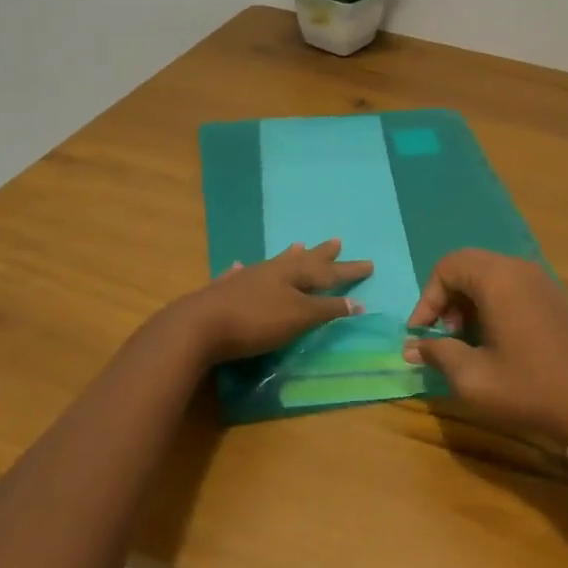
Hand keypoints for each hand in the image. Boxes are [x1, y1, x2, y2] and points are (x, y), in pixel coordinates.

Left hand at [176, 240, 373, 362]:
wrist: (198, 327)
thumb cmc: (256, 322)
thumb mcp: (298, 317)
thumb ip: (327, 309)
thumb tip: (357, 302)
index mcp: (292, 275)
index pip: (328, 272)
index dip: (348, 270)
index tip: (369, 264)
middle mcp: (271, 271)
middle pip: (302, 260)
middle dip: (322, 255)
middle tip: (337, 241)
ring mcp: (245, 279)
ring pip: (273, 263)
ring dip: (288, 256)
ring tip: (297, 244)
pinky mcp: (223, 292)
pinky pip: (239, 274)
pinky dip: (244, 270)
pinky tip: (238, 265)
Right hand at [404, 250, 567, 447]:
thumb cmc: (530, 389)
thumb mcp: (473, 378)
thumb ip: (438, 354)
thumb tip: (413, 346)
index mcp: (499, 279)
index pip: (448, 266)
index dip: (427, 298)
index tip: (420, 333)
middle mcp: (521, 269)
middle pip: (469, 267)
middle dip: (447, 299)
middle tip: (443, 336)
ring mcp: (543, 282)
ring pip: (492, 277)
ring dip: (470, 303)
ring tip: (467, 342)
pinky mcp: (557, 298)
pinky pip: (514, 288)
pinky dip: (494, 305)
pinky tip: (496, 342)